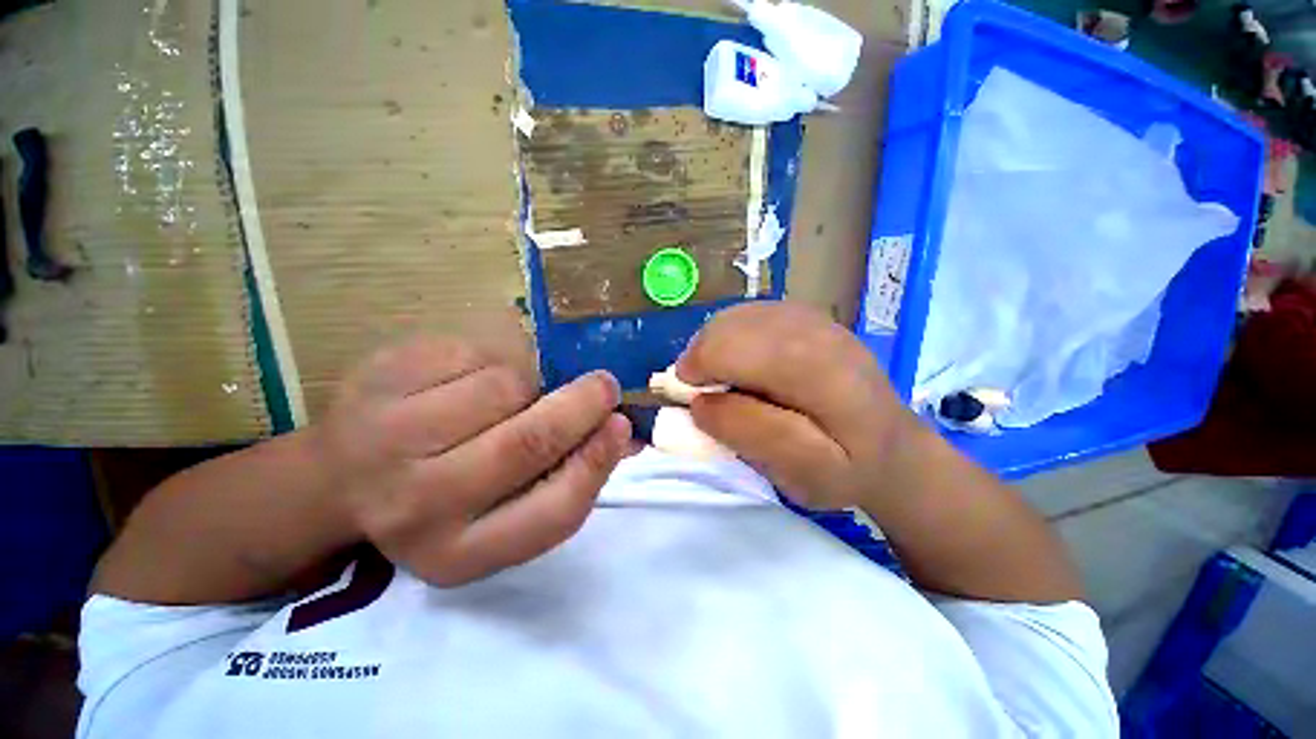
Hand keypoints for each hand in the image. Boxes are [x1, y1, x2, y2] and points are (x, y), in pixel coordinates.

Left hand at [314, 335, 631, 586]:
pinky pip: (472, 353)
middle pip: (529, 442)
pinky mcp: (378, 381)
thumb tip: (623, 433)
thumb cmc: (438, 496)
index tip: (622, 426)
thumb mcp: (496, 512)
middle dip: (581, 405)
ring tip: (511, 394)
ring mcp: (389, 440)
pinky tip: (468, 377)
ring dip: (528, 383)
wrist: (336, 478)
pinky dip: (491, 359)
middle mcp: (420, 505)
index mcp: (461, 551)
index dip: (598, 464)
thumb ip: (562, 476)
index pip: (553, 513)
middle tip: (603, 385)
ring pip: (504, 387)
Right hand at [675, 302, 919, 509]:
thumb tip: (700, 402)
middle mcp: (815, 330)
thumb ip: (750, 434)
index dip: (698, 368)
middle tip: (705, 393)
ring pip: (734, 317)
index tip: (691, 398)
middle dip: (701, 358)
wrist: (894, 447)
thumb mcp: (803, 473)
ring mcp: (811, 317)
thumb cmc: (848, 470)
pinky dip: (730, 338)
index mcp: (819, 370)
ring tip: (721, 381)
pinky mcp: (804, 316)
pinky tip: (741, 364)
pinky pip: (748, 315)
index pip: (736, 348)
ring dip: (713, 348)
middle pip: (730, 326)